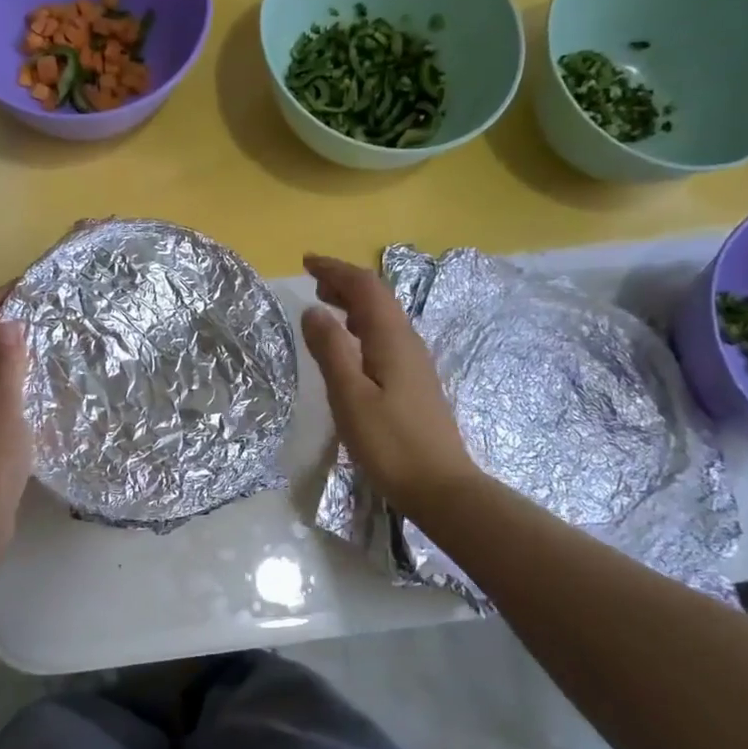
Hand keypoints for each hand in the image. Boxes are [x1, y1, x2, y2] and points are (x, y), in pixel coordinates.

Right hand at [301, 254, 480, 518]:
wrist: (440, 487)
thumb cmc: (390, 444)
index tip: (307, 262)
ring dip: (354, 305)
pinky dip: (362, 328)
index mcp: (392, 339)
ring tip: (326, 306)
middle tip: (314, 281)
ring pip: (383, 318)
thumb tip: (313, 310)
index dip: (336, 270)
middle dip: (345, 283)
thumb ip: (331, 350)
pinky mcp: (414, 384)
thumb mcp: (350, 397)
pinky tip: (350, 346)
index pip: (365, 288)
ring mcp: (414, 364)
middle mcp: (407, 343)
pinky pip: (385, 338)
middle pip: (378, 298)